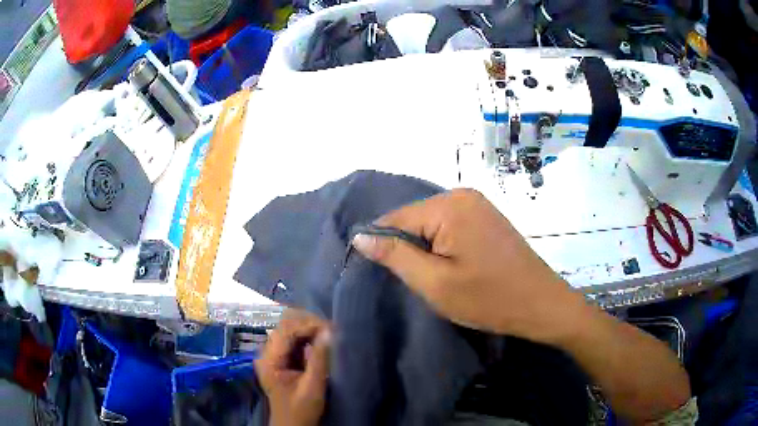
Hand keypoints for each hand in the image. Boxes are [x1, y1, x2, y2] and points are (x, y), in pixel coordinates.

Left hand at [255, 309, 331, 425]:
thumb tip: (329, 331)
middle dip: (309, 324)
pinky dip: (307, 337)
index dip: (309, 324)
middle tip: (332, 330)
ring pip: (289, 330)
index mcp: (269, 359)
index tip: (331, 328)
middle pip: (286, 326)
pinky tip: (320, 341)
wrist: (293, 425)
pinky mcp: (280, 358)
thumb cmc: (301, 410)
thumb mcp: (313, 386)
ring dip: (309, 329)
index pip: (286, 330)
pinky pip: (293, 340)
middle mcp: (267, 352)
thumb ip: (319, 359)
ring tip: (329, 334)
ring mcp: (272, 354)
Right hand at [351, 189, 579, 343]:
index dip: (384, 247)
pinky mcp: (487, 216)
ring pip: (432, 224)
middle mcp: (463, 195)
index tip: (385, 275)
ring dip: (427, 250)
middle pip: (414, 219)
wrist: (541, 304)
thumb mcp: (435, 283)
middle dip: (409, 249)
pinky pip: (451, 226)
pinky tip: (454, 267)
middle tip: (418, 281)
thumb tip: (360, 236)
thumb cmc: (488, 298)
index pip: (396, 218)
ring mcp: (478, 204)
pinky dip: (444, 246)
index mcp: (449, 206)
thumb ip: (395, 256)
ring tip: (436, 277)